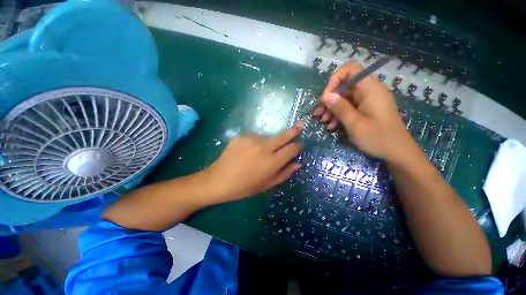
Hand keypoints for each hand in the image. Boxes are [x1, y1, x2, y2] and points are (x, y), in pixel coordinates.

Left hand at [201, 122, 303, 203]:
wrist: (218, 180)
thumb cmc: (244, 187)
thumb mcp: (267, 184)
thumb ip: (285, 173)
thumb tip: (298, 163)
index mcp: (271, 162)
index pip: (291, 148)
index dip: (297, 146)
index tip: (298, 145)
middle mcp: (263, 147)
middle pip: (283, 136)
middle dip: (294, 130)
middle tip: (301, 124)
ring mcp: (251, 139)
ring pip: (268, 137)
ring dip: (269, 143)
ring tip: (258, 154)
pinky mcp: (241, 135)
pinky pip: (254, 138)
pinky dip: (255, 143)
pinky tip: (247, 151)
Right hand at [314, 62, 417, 161]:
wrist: (397, 153)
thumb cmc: (378, 138)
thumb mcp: (355, 124)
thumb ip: (340, 108)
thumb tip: (325, 96)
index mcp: (370, 89)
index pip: (351, 70)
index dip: (335, 79)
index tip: (326, 97)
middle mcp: (368, 91)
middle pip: (344, 86)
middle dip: (329, 99)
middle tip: (318, 113)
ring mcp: (366, 101)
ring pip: (343, 98)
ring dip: (331, 109)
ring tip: (322, 121)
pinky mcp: (364, 110)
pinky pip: (348, 108)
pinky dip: (338, 115)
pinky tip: (331, 126)